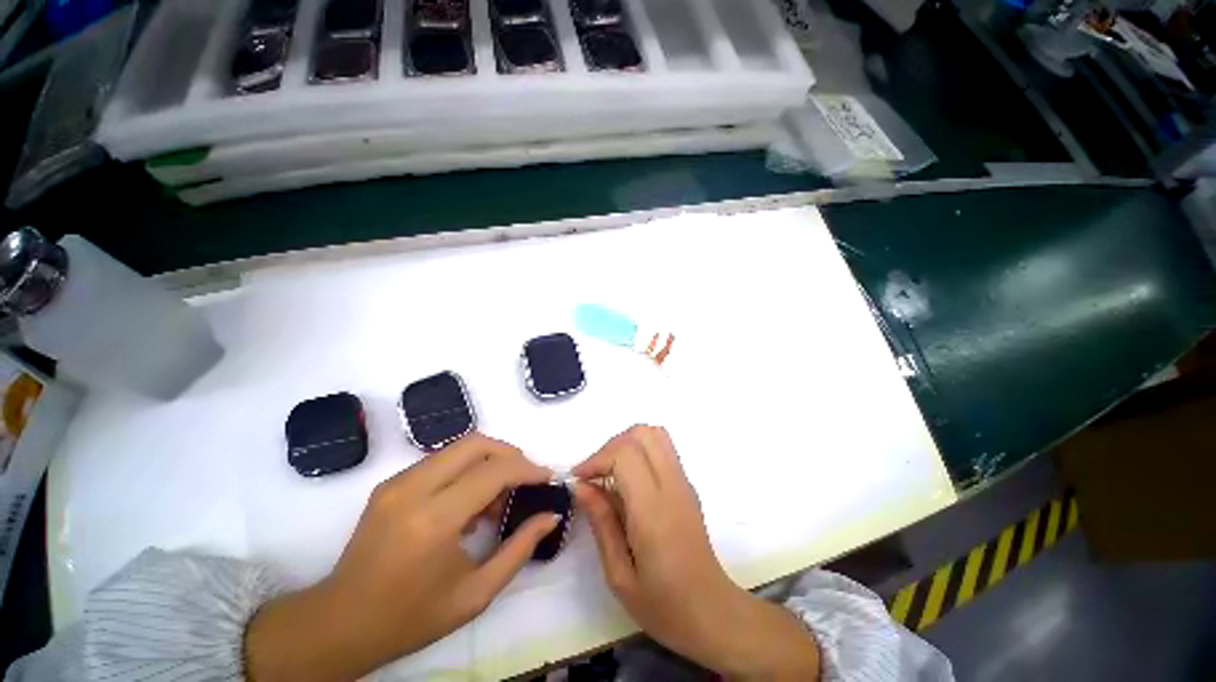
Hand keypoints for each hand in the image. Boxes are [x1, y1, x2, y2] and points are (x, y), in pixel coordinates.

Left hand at [246, 434, 555, 680]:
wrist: (339, 623)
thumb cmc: (410, 617)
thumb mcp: (475, 594)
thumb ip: (520, 549)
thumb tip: (550, 515)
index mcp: (433, 520)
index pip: (493, 472)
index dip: (527, 469)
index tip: (546, 478)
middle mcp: (413, 489)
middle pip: (476, 443)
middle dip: (510, 453)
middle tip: (526, 477)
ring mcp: (397, 482)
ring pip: (459, 446)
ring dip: (489, 461)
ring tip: (499, 496)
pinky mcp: (390, 483)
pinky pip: (442, 460)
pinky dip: (467, 469)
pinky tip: (470, 501)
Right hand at [573, 425, 820, 680]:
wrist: (713, 613)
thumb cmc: (663, 605)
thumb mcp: (619, 574)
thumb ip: (601, 522)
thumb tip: (580, 486)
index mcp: (654, 510)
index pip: (626, 454)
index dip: (597, 458)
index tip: (579, 479)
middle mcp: (672, 486)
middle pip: (642, 434)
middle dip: (610, 446)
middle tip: (593, 475)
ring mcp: (684, 482)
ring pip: (655, 434)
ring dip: (626, 444)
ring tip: (609, 473)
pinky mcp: (688, 484)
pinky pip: (663, 448)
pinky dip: (640, 451)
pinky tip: (628, 481)